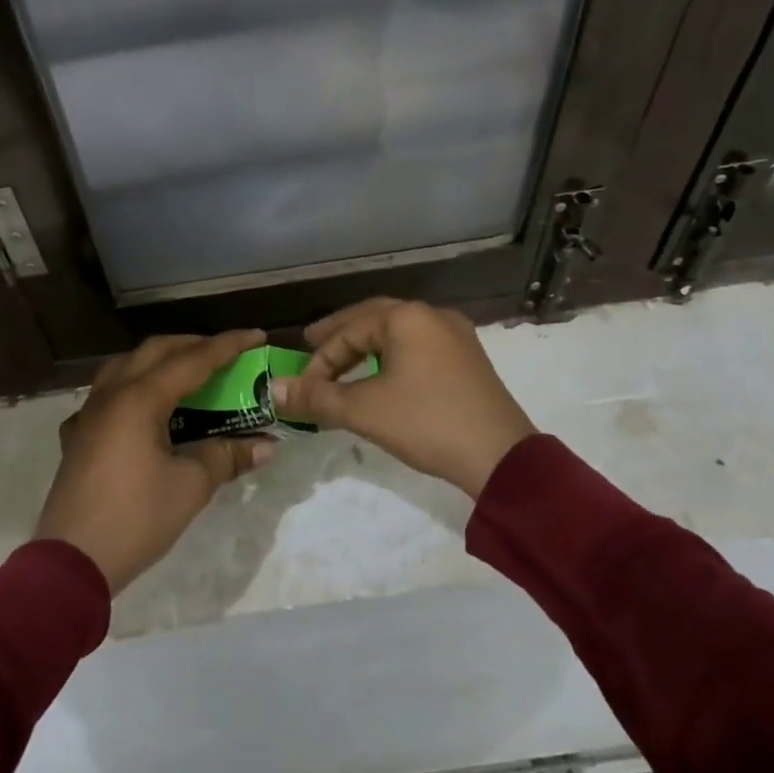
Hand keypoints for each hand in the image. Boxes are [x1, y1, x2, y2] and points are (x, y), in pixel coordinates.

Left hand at [36, 330, 273, 594]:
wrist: (71, 561)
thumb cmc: (136, 518)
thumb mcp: (190, 487)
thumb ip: (226, 457)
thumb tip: (265, 446)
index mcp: (140, 398)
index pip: (192, 360)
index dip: (228, 346)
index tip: (257, 336)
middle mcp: (111, 394)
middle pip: (155, 351)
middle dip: (192, 345)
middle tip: (225, 354)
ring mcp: (89, 413)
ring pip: (126, 366)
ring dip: (159, 361)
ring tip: (186, 373)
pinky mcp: (77, 435)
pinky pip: (106, 394)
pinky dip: (132, 388)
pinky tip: (142, 410)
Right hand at [273, 298, 534, 497]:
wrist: (501, 458)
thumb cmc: (426, 422)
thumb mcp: (364, 410)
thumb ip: (316, 397)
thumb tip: (273, 389)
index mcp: (407, 317)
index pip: (349, 330)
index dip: (320, 359)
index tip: (303, 386)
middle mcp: (432, 315)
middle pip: (374, 318)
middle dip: (340, 336)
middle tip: (311, 346)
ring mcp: (455, 335)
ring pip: (398, 332)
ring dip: (366, 346)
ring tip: (343, 364)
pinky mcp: (468, 358)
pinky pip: (419, 346)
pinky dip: (392, 356)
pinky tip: (383, 375)